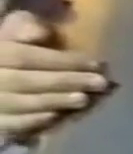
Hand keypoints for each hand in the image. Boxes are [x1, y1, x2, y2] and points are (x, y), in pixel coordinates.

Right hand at [0, 10, 108, 139]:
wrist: (0, 87)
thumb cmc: (10, 59)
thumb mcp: (10, 40)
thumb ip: (22, 30)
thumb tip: (38, 31)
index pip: (19, 56)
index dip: (61, 60)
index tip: (98, 64)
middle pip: (20, 80)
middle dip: (64, 81)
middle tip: (100, 82)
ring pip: (15, 102)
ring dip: (53, 101)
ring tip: (83, 99)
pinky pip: (8, 123)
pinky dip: (32, 120)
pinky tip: (56, 116)